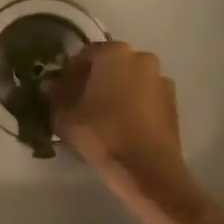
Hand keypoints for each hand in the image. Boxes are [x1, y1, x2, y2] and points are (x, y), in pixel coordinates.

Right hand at [46, 41, 189, 200]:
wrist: (149, 169)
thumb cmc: (103, 135)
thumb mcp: (67, 118)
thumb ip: (56, 97)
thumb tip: (51, 85)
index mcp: (114, 53)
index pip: (84, 55)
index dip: (70, 73)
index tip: (61, 91)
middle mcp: (141, 58)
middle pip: (110, 64)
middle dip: (94, 79)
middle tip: (80, 102)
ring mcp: (161, 79)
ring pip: (129, 79)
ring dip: (116, 91)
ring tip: (102, 115)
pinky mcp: (173, 101)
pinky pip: (145, 96)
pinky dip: (133, 103)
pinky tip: (123, 124)